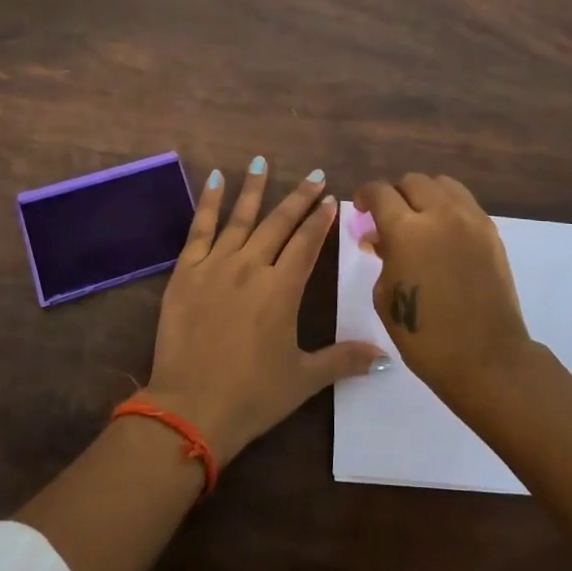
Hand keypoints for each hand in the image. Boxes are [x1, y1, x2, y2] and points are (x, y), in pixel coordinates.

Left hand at [146, 158, 386, 462]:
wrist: (191, 408)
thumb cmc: (253, 395)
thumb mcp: (303, 379)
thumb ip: (343, 360)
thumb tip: (385, 357)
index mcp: (282, 290)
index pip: (308, 244)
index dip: (322, 220)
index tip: (332, 198)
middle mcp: (252, 267)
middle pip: (279, 223)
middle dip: (299, 198)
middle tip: (314, 175)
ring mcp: (216, 266)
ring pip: (241, 218)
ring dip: (254, 189)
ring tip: (261, 162)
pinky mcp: (185, 272)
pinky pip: (199, 229)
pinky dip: (209, 202)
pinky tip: (215, 179)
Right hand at [354, 173, 533, 397]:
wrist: (486, 358)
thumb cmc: (424, 336)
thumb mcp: (385, 296)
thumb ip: (382, 257)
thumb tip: (380, 239)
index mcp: (406, 230)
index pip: (380, 192)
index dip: (365, 196)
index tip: (362, 209)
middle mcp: (440, 214)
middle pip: (412, 181)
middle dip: (395, 194)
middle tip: (388, 217)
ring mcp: (471, 220)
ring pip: (443, 184)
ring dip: (424, 195)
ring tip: (419, 218)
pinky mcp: (491, 233)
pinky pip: (465, 203)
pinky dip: (448, 208)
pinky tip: (443, 233)